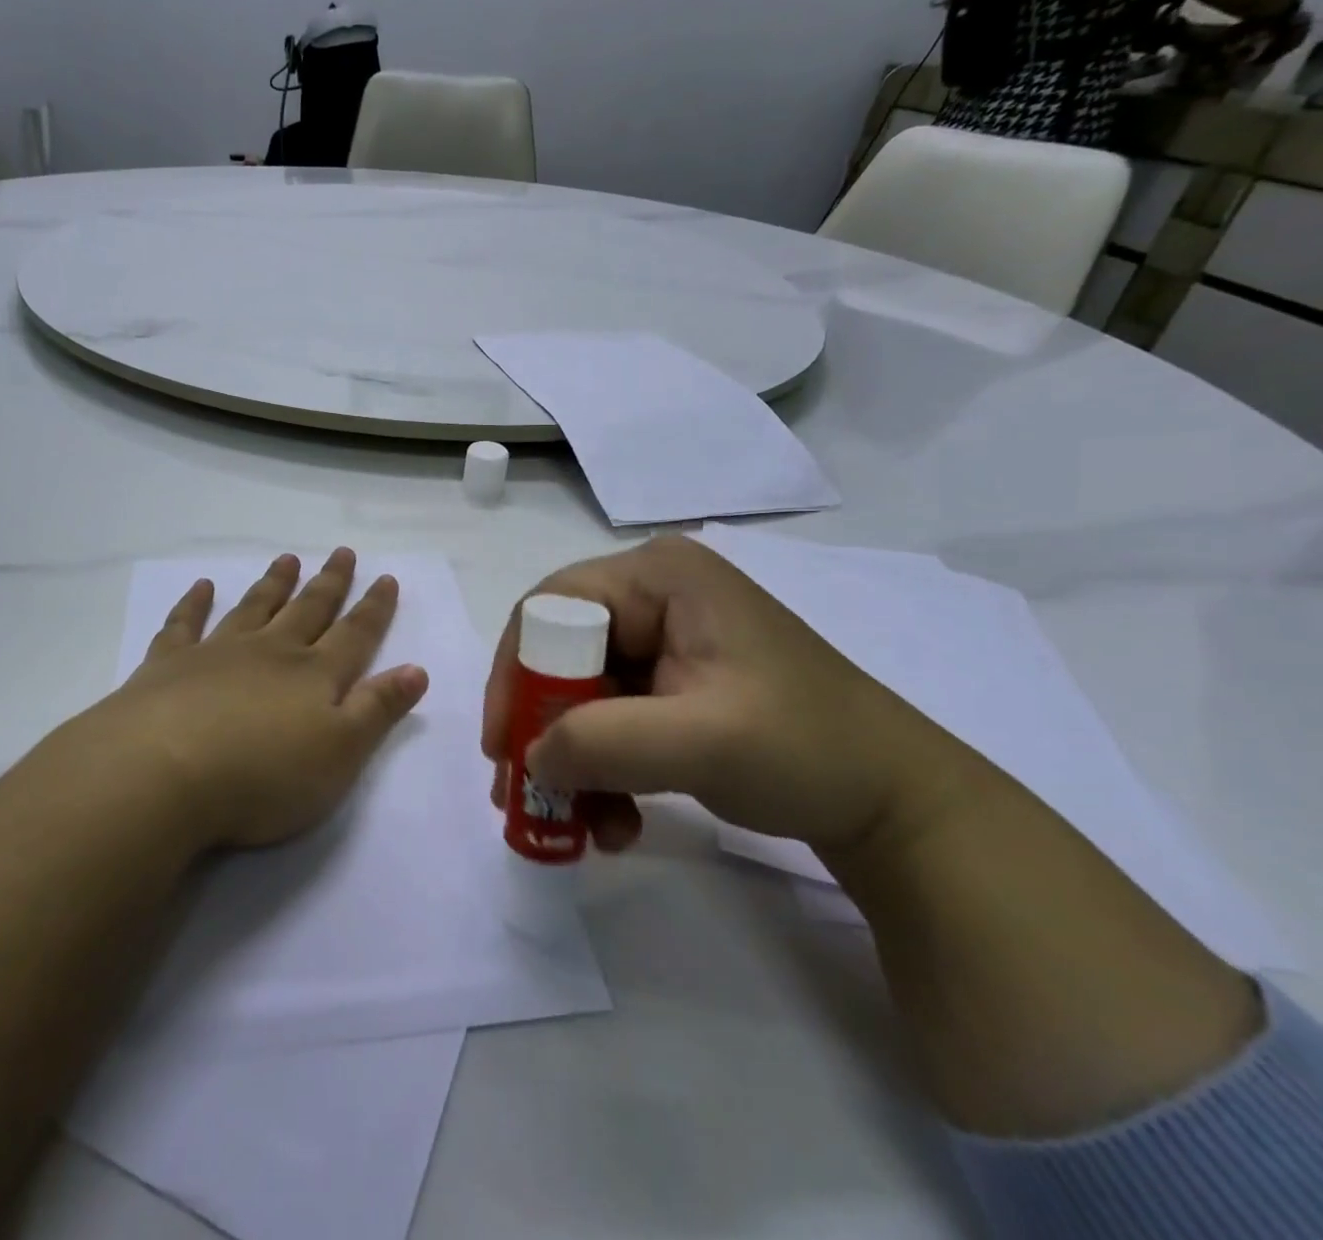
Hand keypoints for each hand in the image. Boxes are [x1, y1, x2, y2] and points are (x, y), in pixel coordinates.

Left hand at [70, 549, 429, 850]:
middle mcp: (270, 652)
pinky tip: (202, 587)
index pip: (354, 634)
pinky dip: (194, 603)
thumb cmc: (263, 775)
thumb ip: (378, 709)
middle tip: (342, 552)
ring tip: (286, 560)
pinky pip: (184, 624)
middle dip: (329, 583)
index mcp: (313, 675)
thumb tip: (417, 669)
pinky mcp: (169, 664)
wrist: (163, 773)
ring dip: (273, 584)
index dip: (374, 608)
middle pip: (307, 610)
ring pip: (254, 608)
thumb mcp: (340, 753)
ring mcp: (217, 653)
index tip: (386, 577)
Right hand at [482, 536, 971, 861]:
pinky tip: (616, 821)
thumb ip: (602, 742)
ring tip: (574, 825)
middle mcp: (653, 594)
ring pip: (580, 692)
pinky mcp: (672, 682)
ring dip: (571, 760)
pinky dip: (602, 768)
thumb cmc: (806, 748)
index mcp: (659, 575)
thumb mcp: (702, 741)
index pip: (552, 607)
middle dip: (542, 727)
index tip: (503, 746)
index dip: (519, 674)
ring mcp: (663, 639)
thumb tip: (528, 758)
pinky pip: (609, 716)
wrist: (897, 804)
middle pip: (560, 652)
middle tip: (521, 792)